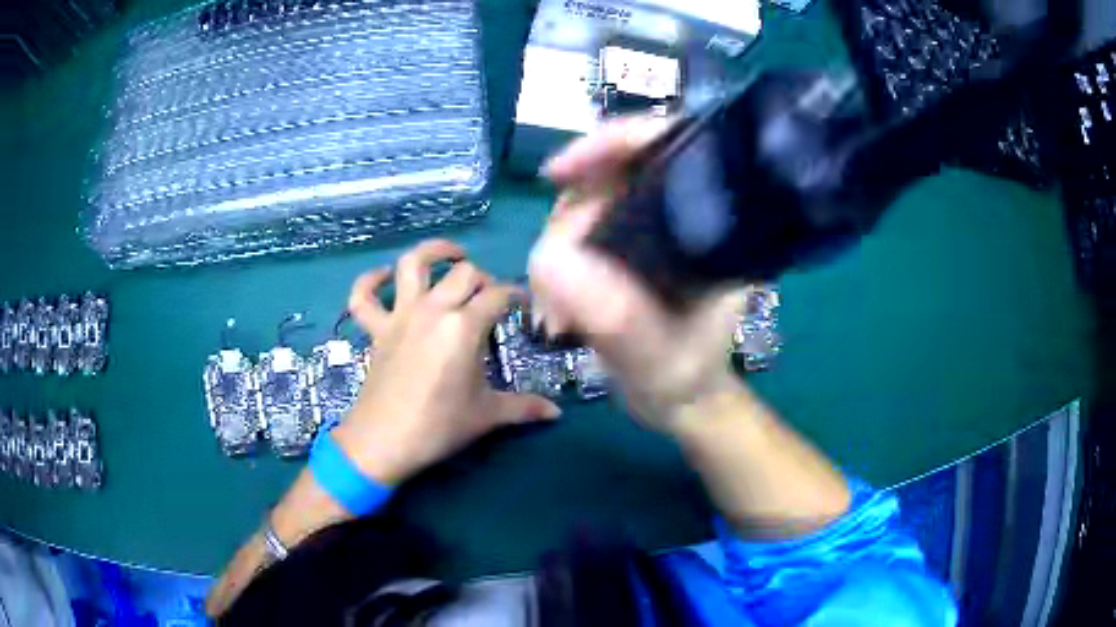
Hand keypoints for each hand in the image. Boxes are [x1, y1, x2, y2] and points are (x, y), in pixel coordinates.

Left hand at [333, 239, 561, 485]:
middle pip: (464, 273)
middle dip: (483, 279)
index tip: (524, 305)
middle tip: (490, 299)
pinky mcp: (376, 329)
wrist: (384, 441)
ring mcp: (400, 315)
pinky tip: (384, 277)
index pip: (498, 295)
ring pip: (413, 264)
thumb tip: (556, 413)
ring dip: (433, 252)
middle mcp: (433, 309)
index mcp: (464, 327)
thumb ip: (524, 407)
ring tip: (451, 255)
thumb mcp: (487, 415)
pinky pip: (364, 296)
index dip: (516, 296)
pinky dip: (370, 281)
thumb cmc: (439, 426)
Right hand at [529, 117, 748, 432]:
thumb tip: (550, 259)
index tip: (558, 172)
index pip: (667, 146)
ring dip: (556, 251)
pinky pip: (576, 231)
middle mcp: (680, 215)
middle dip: (569, 221)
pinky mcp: (624, 245)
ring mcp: (648, 228)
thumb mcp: (657, 357)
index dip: (613, 142)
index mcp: (712, 227)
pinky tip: (556, 306)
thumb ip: (615, 316)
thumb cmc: (685, 377)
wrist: (681, 397)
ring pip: (585, 202)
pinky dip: (555, 263)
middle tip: (554, 284)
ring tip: (556, 312)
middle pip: (610, 173)